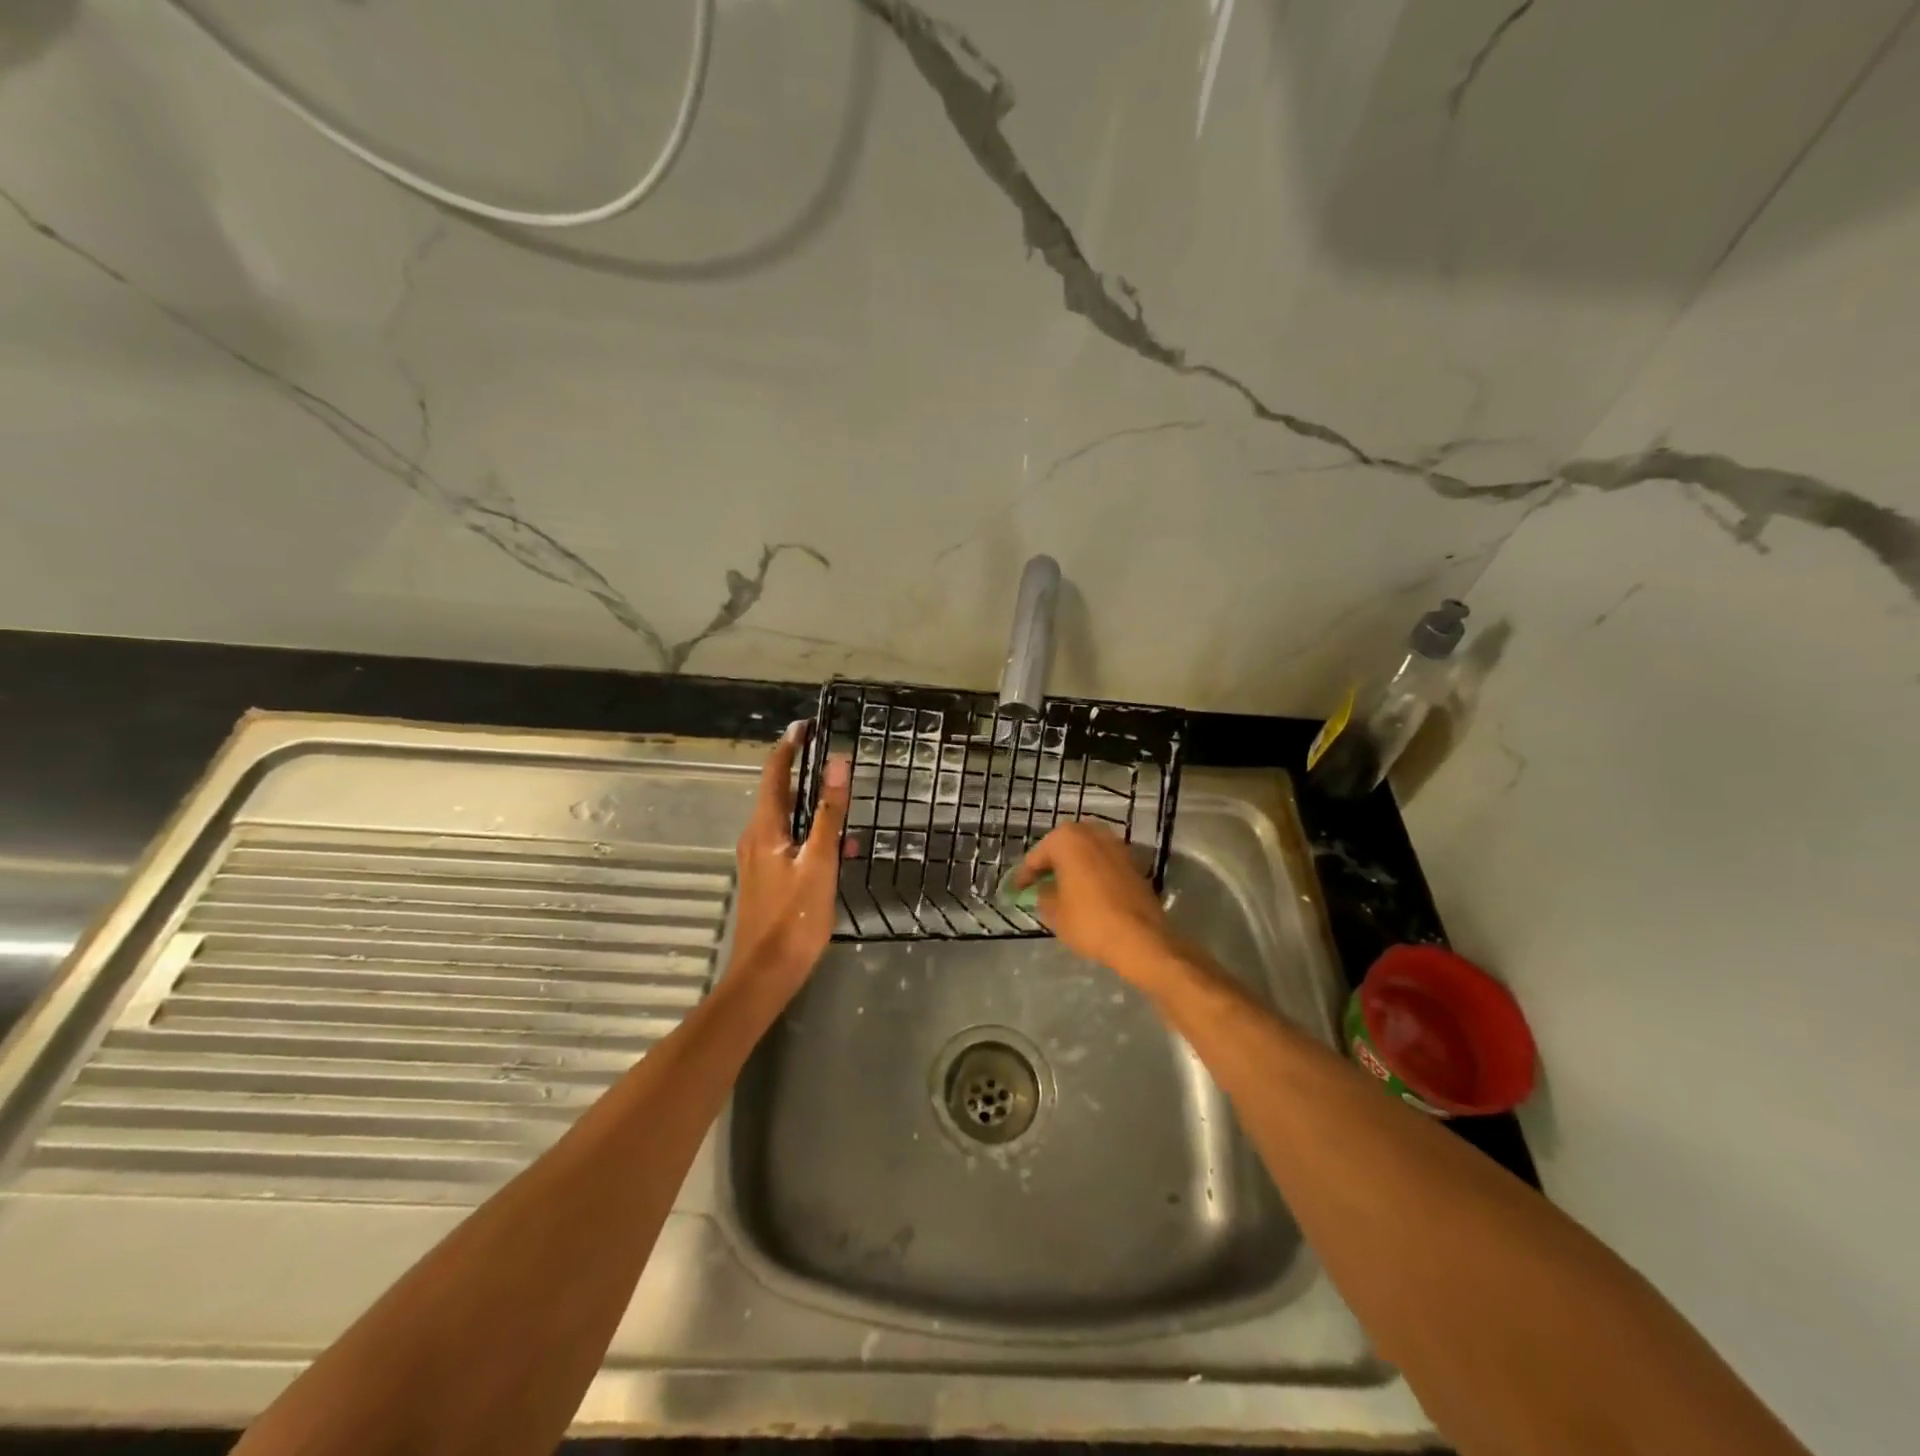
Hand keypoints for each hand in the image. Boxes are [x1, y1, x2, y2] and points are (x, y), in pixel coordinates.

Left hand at [727, 722, 849, 995]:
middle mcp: (756, 838)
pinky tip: (839, 850)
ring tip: (843, 804)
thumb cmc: (794, 916)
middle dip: (801, 773)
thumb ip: (830, 813)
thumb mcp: (820, 861)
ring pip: (786, 820)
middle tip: (829, 757)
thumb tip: (837, 763)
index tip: (805, 725)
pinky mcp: (767, 878)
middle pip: (778, 794)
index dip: (789, 747)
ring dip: (811, 807)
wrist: (766, 973)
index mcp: (765, 829)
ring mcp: (759, 860)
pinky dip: (811, 834)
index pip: (774, 774)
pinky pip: (789, 842)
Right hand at [1014, 822, 1179, 984]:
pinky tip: (1087, 891)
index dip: (1025, 875)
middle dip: (1051, 863)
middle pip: (1063, 846)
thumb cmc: (1089, 921)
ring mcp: (1116, 845)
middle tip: (1039, 883)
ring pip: (1086, 852)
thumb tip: (1044, 890)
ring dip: (1073, 865)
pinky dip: (1092, 872)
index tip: (1017, 889)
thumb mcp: (1054, 912)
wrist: (1141, 939)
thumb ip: (1043, 895)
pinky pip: (1103, 862)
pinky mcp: (1133, 862)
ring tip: (1063, 887)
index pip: (1037, 856)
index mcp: (1067, 839)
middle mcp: (1092, 833)